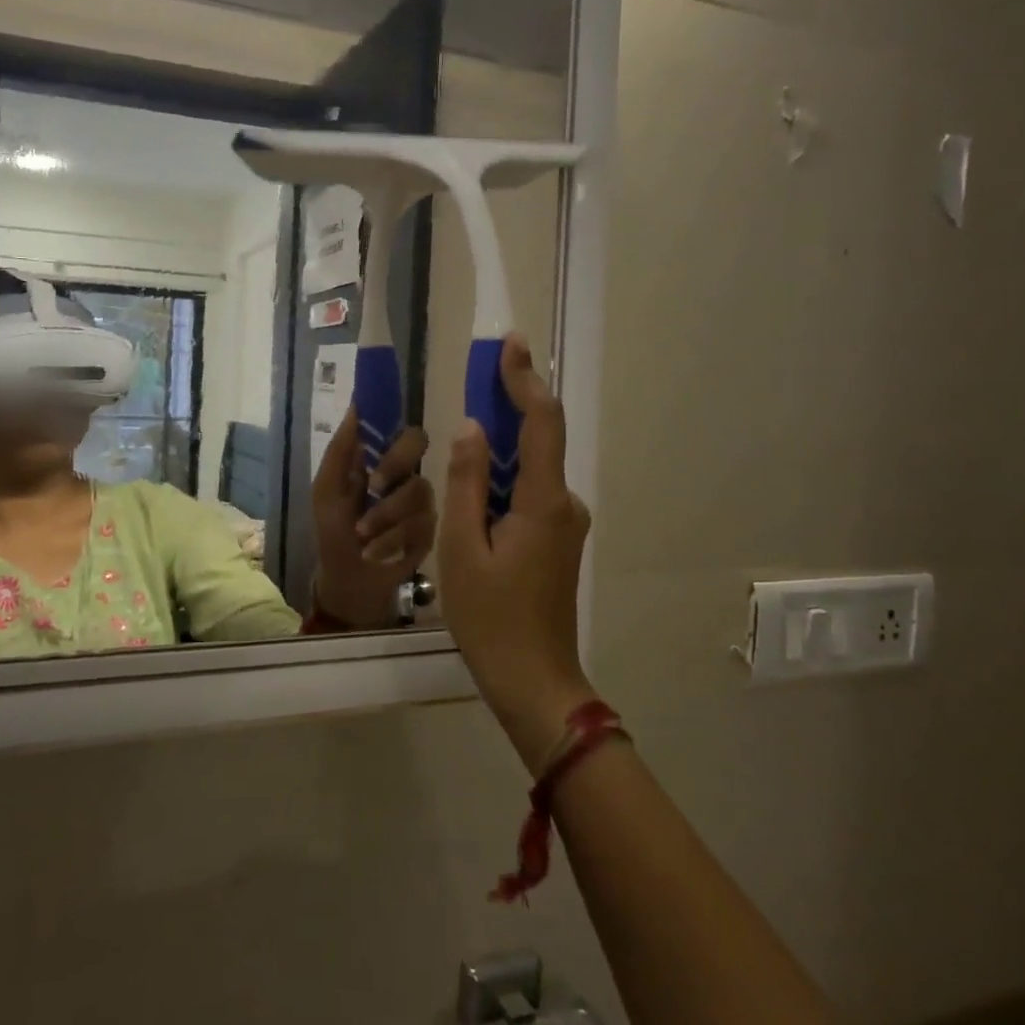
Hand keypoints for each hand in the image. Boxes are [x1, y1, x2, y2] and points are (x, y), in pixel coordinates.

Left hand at [311, 408, 436, 628]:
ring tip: (362, 534)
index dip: (392, 420)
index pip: (398, 425)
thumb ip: (341, 449)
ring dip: (384, 514)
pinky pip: (421, 525)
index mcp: (381, 459)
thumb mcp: (327, 490)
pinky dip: (391, 539)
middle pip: (419, 444)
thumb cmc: (334, 530)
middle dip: (395, 463)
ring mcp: (422, 502)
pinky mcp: (430, 532)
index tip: (384, 425)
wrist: (348, 579)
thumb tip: (356, 404)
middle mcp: (406, 473)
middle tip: (374, 486)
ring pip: (419, 489)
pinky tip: (373, 552)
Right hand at [438, 334, 595, 771]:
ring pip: (528, 472)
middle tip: (474, 380)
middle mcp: (564, 504)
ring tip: (460, 448)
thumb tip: (471, 429)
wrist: (533, 680)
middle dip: (506, 408)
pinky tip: (473, 496)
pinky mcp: (556, 542)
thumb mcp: (462, 548)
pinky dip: (501, 482)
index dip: (524, 380)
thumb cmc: (490, 617)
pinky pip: (528, 496)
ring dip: (497, 452)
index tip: (510, 344)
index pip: (540, 423)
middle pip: (536, 442)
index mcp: (544, 501)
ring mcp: (564, 525)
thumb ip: (466, 484)